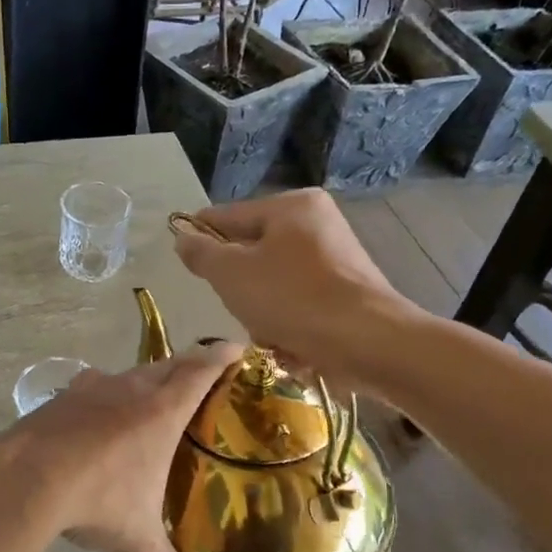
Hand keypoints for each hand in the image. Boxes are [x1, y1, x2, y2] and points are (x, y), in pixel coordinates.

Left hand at [2, 344, 241, 551]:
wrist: (26, 477)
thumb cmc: (97, 500)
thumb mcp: (136, 538)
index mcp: (161, 413)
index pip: (200, 372)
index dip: (222, 356)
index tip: (239, 346)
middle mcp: (131, 390)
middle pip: (168, 365)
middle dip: (190, 363)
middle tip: (204, 369)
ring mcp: (93, 388)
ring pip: (131, 372)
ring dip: (148, 376)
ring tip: (155, 391)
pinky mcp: (63, 397)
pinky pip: (95, 385)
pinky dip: (108, 391)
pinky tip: (101, 409)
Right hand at [171, 190, 409, 385]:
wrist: (368, 343)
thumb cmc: (293, 298)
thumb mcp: (232, 274)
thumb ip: (202, 253)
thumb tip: (183, 238)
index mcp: (292, 206)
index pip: (229, 216)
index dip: (200, 236)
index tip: (183, 260)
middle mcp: (318, 224)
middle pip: (253, 252)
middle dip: (240, 287)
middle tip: (239, 308)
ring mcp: (337, 259)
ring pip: (274, 283)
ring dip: (263, 312)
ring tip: (269, 333)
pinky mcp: (348, 293)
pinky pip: (300, 304)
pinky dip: (289, 324)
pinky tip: (291, 345)